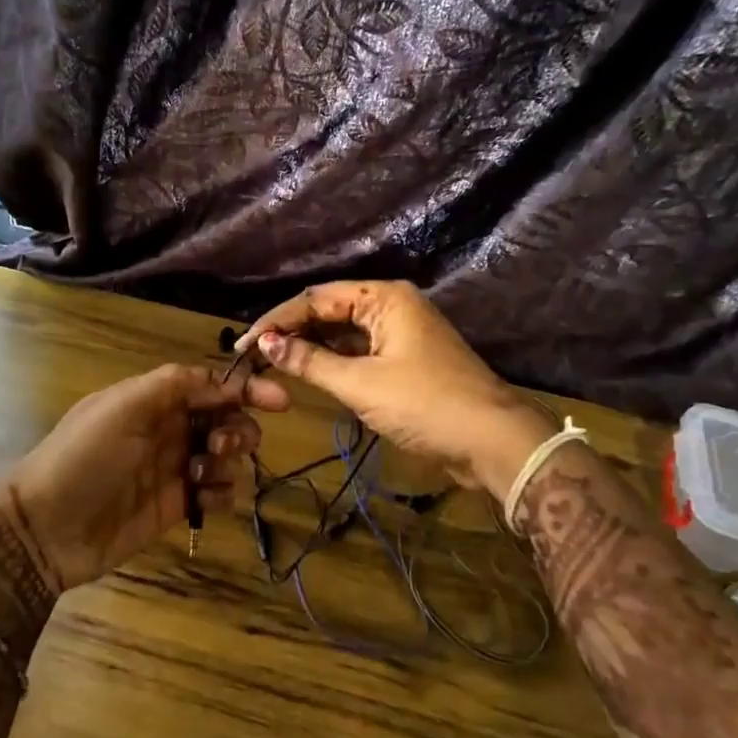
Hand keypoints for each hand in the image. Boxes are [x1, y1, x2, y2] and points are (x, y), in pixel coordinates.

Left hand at [7, 364, 287, 590]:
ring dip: (227, 460)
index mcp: (153, 399)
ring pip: (226, 456)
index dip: (246, 389)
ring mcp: (173, 469)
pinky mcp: (176, 506)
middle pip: (225, 419)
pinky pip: (217, 492)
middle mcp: (167, 430)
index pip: (210, 386)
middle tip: (219, 444)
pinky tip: (203, 498)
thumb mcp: (123, 407)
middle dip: (236, 427)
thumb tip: (223, 381)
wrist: (46, 528)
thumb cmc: (84, 457)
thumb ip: (175, 384)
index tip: (281, 402)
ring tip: (199, 473)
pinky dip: (221, 492)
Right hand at [236, 282, 547, 496]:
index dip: (277, 320)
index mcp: (383, 297)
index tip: (244, 345)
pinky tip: (309, 371)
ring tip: (273, 363)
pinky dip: (334, 360)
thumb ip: (309, 361)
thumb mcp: (360, 384)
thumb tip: (265, 343)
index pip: (316, 298)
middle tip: (254, 356)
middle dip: (291, 330)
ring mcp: (402, 332)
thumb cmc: (424, 404)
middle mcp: (392, 305)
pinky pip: (360, 350)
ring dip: (311, 345)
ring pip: (344, 331)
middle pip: (330, 310)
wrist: (493, 440)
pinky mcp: (407, 358)